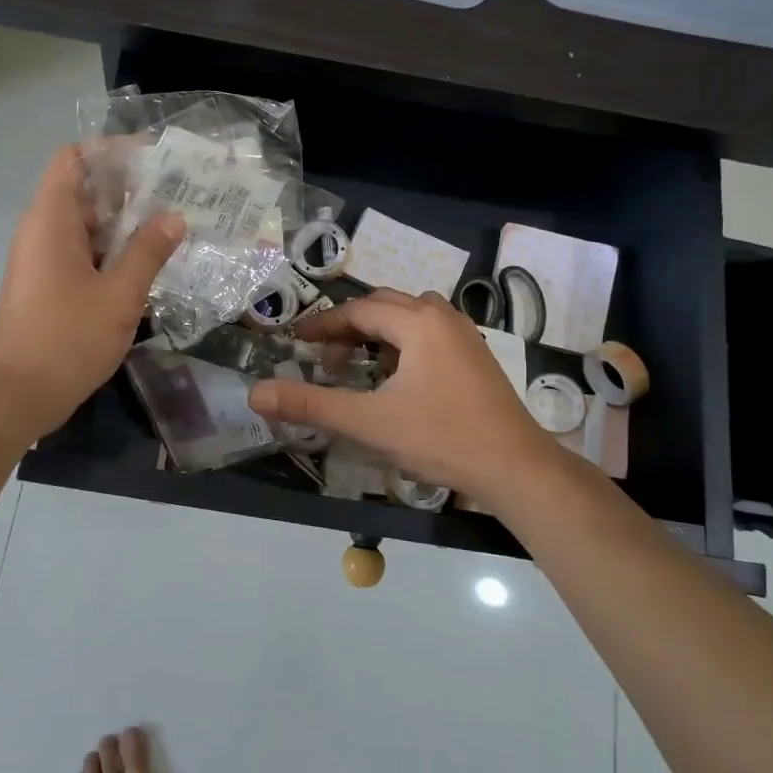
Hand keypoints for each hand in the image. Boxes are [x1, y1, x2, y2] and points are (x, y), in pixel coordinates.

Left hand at [0, 145, 184, 439]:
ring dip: (125, 223)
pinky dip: (113, 250)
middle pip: (84, 190)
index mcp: (51, 220)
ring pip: (86, 225)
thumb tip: (174, 217)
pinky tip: (149, 263)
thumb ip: (148, 252)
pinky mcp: (48, 285)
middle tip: (178, 193)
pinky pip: (83, 252)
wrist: (19, 394)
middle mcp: (42, 231)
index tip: (154, 158)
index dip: (111, 151)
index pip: (74, 159)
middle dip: (129, 188)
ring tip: (173, 224)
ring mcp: (43, 260)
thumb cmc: (67, 338)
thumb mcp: (119, 294)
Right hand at [247, 288, 557, 502]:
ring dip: (379, 331)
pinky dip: (404, 342)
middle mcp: (443, 317)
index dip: (323, 324)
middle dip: (349, 326)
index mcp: (418, 323)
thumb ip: (311, 405)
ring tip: (359, 363)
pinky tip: (398, 376)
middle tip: (324, 356)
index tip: (296, 341)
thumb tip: (256, 394)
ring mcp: (465, 336)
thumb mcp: (369, 422)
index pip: (359, 310)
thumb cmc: (441, 438)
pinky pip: (431, 332)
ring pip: (411, 316)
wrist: (516, 468)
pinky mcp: (477, 357)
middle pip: (384, 305)